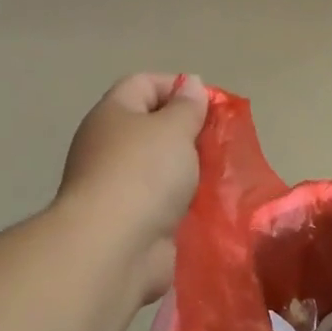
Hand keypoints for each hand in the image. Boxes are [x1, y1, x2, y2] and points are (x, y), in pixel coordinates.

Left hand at [59, 73, 208, 302]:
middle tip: (220, 142)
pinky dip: (185, 204)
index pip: (144, 84)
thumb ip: (187, 106)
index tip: (212, 105)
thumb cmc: (144, 173)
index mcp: (113, 115)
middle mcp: (109, 147)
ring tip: (221, 175)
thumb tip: (190, 84)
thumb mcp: (174, 128)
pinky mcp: (132, 222)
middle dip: (189, 133)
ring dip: (190, 172)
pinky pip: (164, 203)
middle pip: (153, 128)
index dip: (178, 87)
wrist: (116, 247)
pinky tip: (210, 206)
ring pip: (162, 169)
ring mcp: (119, 187)